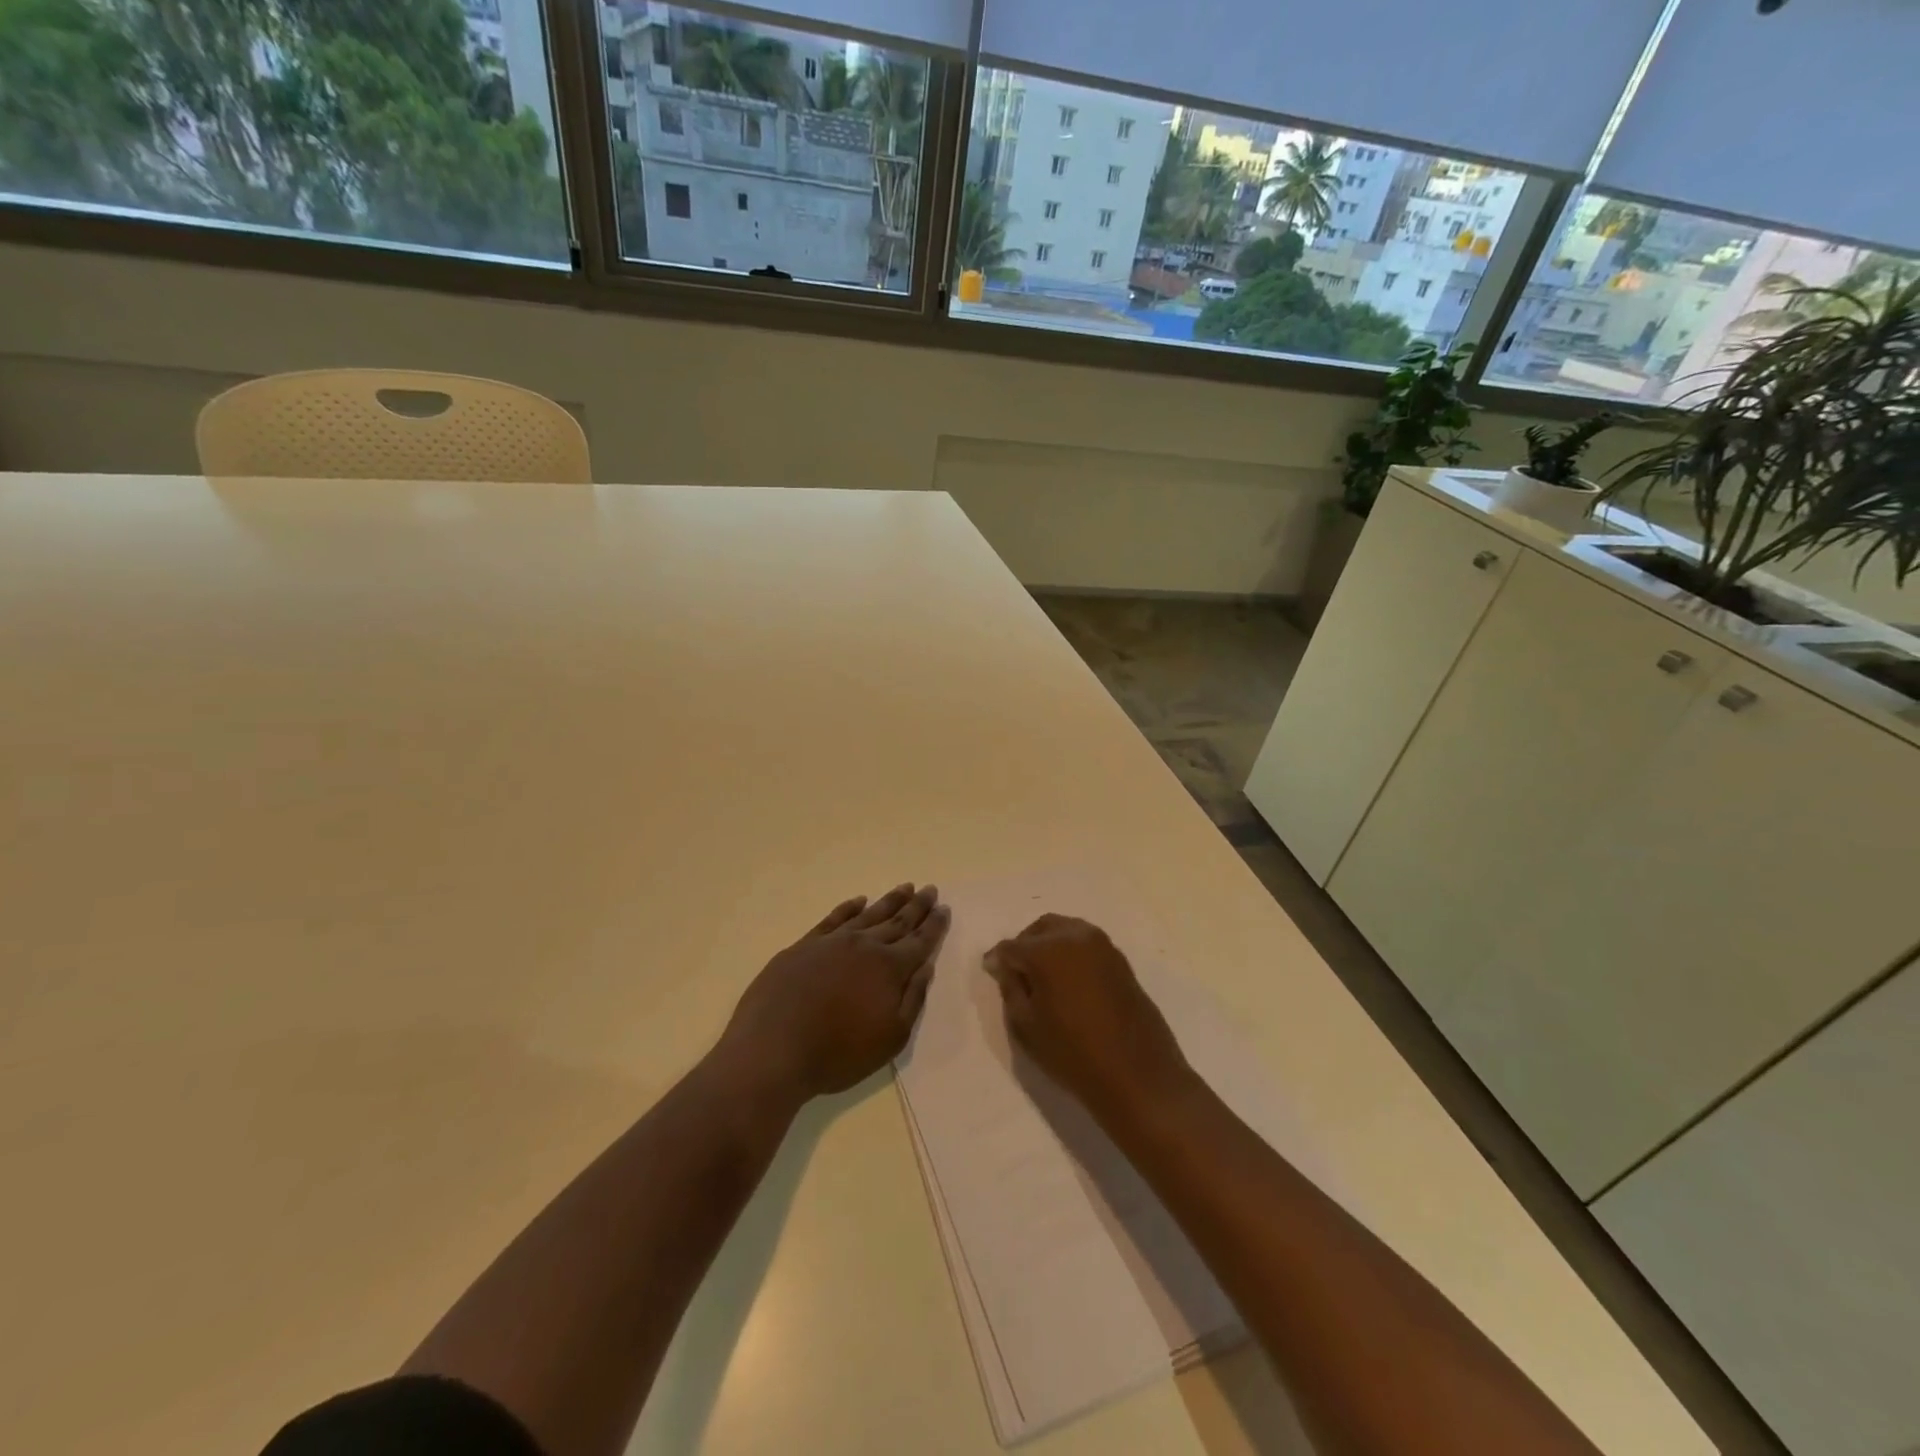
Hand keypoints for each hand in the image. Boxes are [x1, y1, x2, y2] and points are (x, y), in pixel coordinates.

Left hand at [721, 884, 949, 1102]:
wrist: (772, 1049)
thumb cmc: (837, 1053)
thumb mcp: (890, 1038)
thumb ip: (912, 1000)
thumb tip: (925, 967)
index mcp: (889, 969)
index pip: (919, 941)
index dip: (934, 925)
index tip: (944, 908)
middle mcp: (864, 946)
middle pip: (897, 921)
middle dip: (917, 906)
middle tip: (930, 889)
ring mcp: (832, 942)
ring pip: (868, 914)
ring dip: (889, 901)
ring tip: (905, 887)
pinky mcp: (804, 945)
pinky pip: (833, 918)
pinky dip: (849, 907)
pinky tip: (858, 901)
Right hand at [985, 915, 1191, 1122]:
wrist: (1138, 1076)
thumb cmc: (1073, 1053)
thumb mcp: (1026, 1025)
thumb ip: (1011, 987)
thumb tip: (1005, 966)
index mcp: (1048, 950)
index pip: (1011, 946)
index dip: (998, 960)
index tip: (991, 973)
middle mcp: (1076, 936)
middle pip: (1041, 929)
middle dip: (1025, 945)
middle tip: (1017, 973)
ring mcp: (1104, 945)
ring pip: (1066, 932)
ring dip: (1050, 946)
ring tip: (1043, 979)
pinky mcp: (1121, 960)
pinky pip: (1086, 946)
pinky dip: (1072, 955)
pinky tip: (1068, 983)